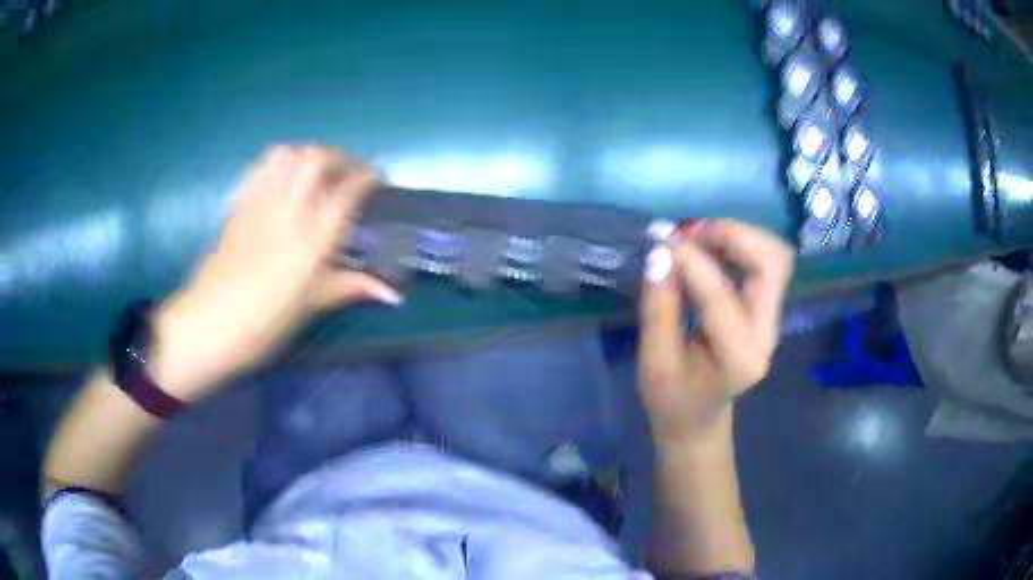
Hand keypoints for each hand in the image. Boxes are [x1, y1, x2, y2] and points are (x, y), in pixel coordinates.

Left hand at [151, 146, 400, 398]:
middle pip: (319, 157)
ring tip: (318, 169)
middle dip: (341, 156)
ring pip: (289, 154)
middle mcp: (289, 208)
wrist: (209, 324)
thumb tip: (394, 294)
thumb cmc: (264, 323)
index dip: (369, 176)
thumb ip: (352, 288)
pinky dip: (280, 161)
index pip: (348, 189)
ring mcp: (260, 202)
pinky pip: (262, 167)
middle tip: (349, 172)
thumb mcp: (311, 307)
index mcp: (313, 236)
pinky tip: (283, 176)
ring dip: (310, 153)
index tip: (379, 179)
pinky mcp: (239, 204)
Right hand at [638, 219, 794, 444]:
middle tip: (690, 234)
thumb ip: (658, 309)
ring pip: (773, 256)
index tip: (659, 239)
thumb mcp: (653, 363)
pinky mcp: (766, 309)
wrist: (698, 420)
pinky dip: (737, 245)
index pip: (720, 296)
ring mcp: (772, 319)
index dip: (689, 260)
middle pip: (771, 262)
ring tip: (697, 239)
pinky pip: (763, 262)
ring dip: (736, 236)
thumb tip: (659, 254)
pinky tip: (707, 250)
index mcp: (738, 357)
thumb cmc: (671, 400)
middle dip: (731, 235)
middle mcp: (767, 333)